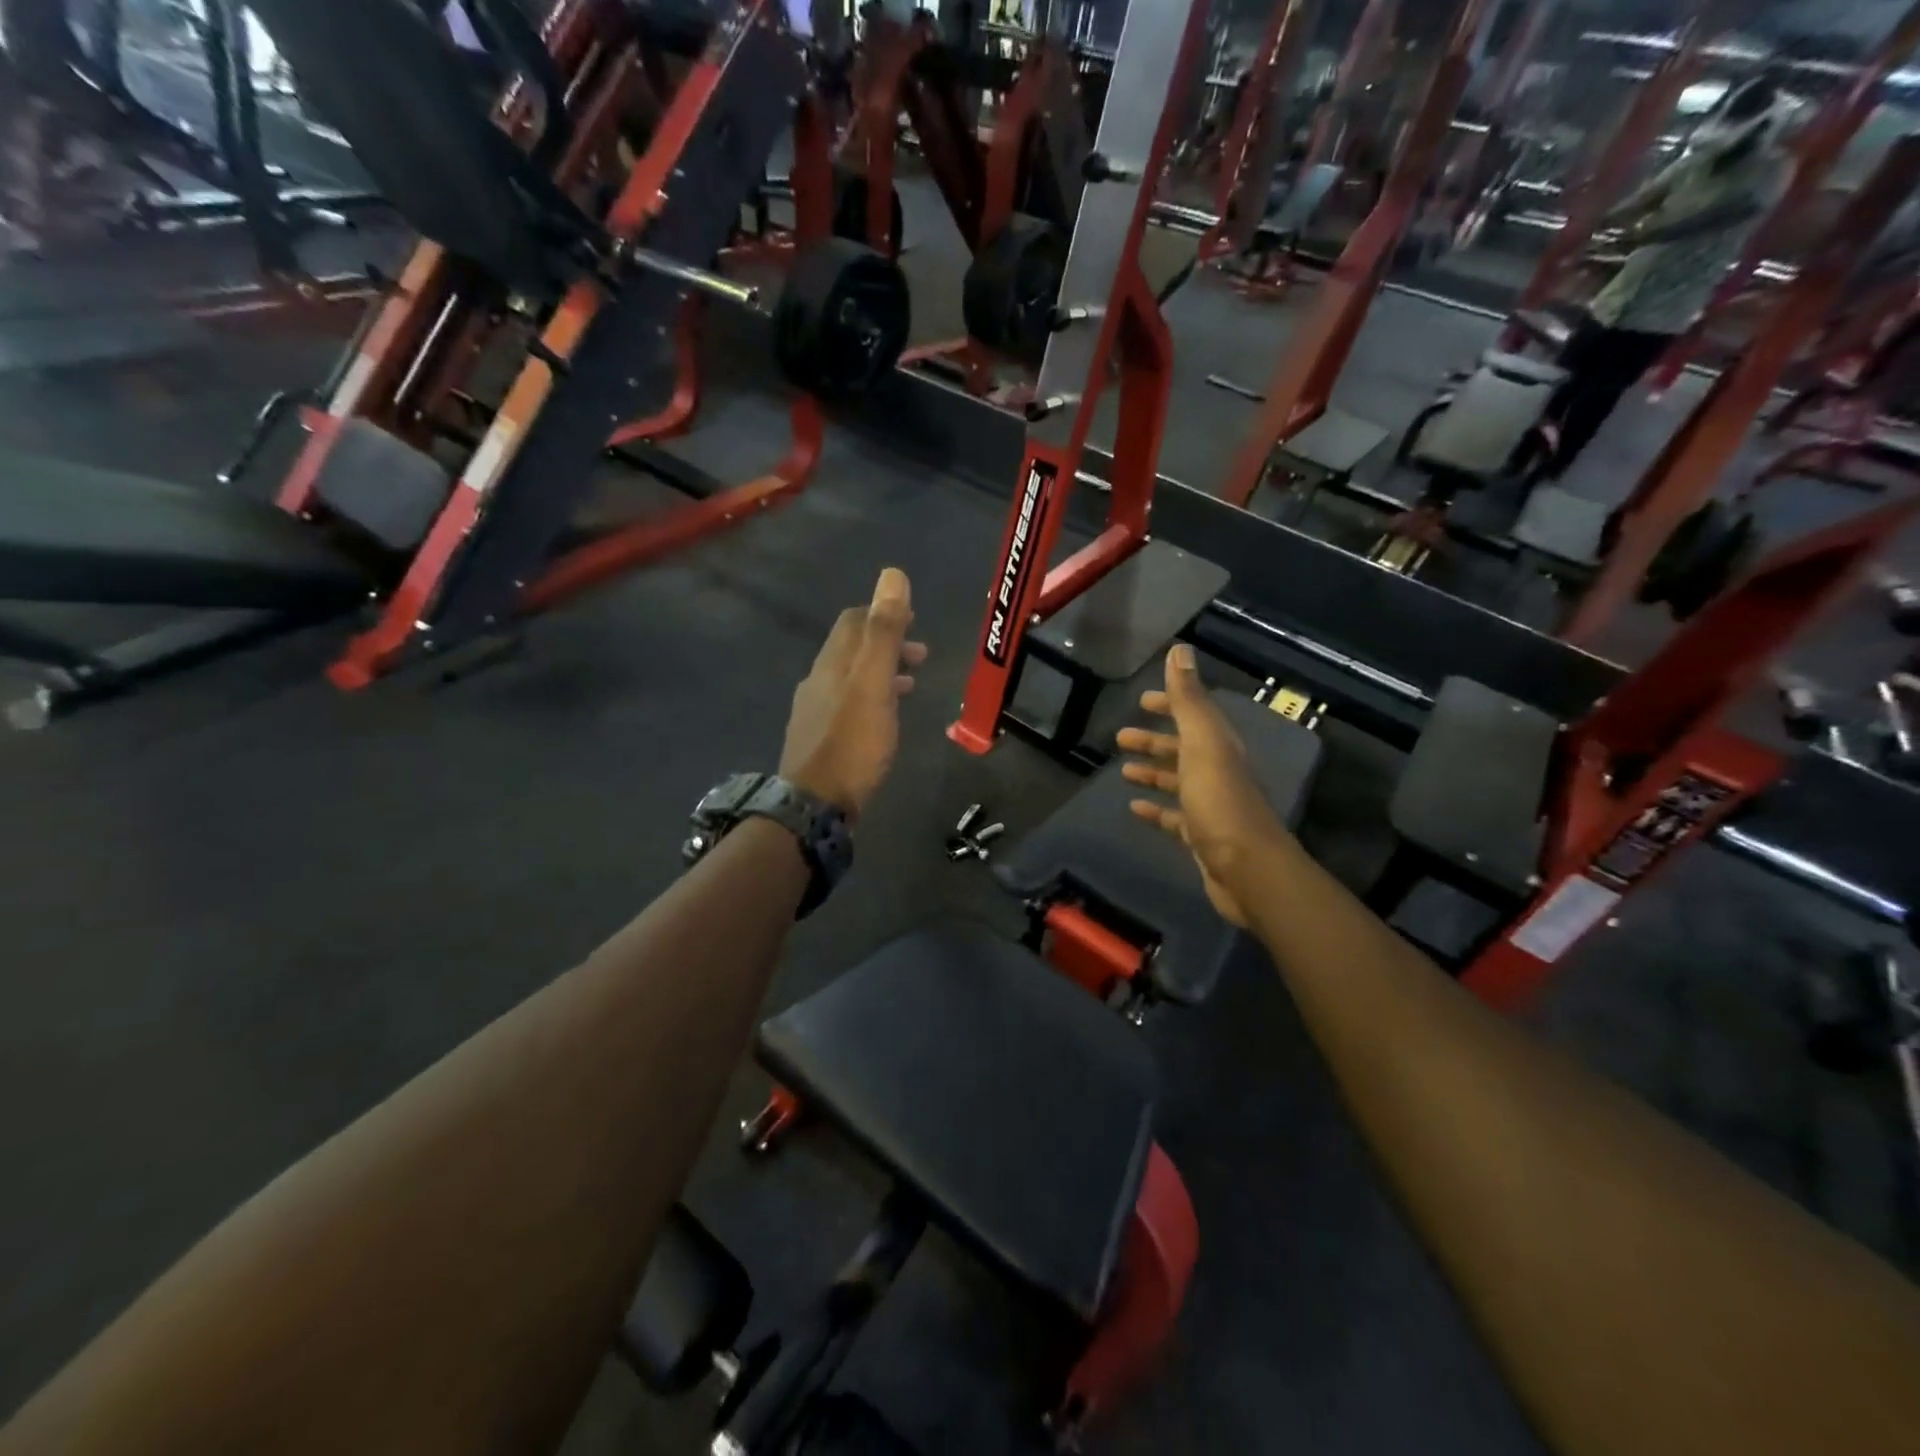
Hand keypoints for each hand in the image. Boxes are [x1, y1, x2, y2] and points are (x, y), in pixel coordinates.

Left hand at [780, 568, 926, 816]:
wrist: (815, 805)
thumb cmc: (852, 743)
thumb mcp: (873, 684)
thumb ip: (884, 632)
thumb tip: (892, 575)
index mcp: (831, 663)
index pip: (853, 622)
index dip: (882, 613)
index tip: (913, 619)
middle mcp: (817, 681)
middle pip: (851, 649)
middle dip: (885, 644)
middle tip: (920, 654)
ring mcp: (814, 712)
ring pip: (850, 679)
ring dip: (881, 672)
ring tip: (911, 683)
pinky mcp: (819, 740)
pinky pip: (848, 705)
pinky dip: (871, 698)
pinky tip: (883, 718)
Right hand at [1116, 645, 1289, 928]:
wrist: (1246, 868)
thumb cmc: (1219, 800)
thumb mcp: (1202, 742)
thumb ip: (1189, 699)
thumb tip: (1180, 649)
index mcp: (1219, 746)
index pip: (1194, 714)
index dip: (1171, 704)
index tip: (1143, 700)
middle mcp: (1217, 770)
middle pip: (1183, 748)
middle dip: (1154, 740)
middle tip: (1121, 736)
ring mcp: (1210, 804)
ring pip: (1177, 781)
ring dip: (1152, 772)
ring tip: (1122, 770)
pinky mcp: (1201, 835)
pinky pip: (1173, 816)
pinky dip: (1155, 809)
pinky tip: (1134, 807)